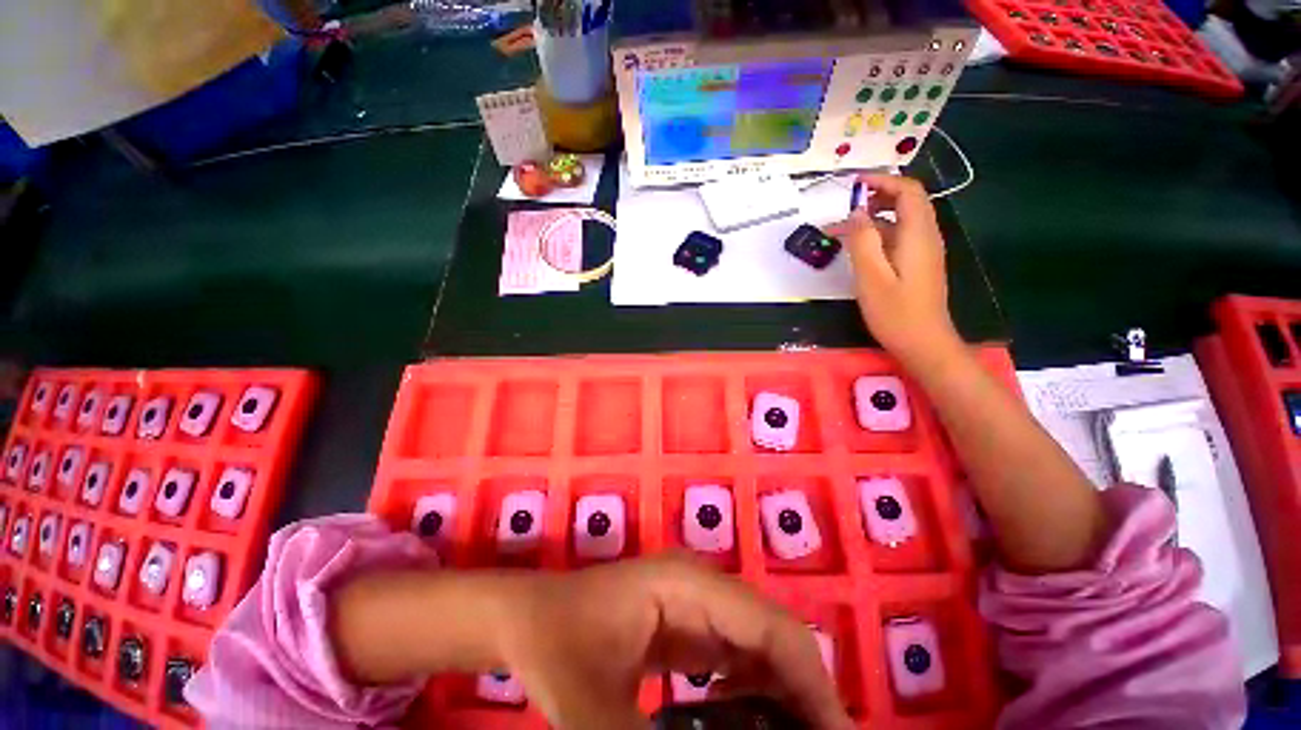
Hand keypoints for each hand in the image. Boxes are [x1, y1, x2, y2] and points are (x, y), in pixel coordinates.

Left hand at [497, 553, 853, 729]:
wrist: (529, 618)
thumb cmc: (557, 644)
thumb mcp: (593, 706)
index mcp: (688, 584)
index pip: (769, 627)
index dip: (812, 682)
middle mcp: (700, 584)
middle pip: (771, 632)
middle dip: (804, 690)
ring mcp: (693, 599)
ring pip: (757, 641)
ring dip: (783, 689)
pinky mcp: (684, 620)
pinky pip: (734, 651)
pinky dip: (754, 686)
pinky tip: (749, 721)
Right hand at [824, 175, 960, 366]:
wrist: (924, 343)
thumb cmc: (896, 313)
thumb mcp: (871, 278)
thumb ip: (863, 242)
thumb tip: (857, 212)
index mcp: (918, 235)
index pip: (908, 191)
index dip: (883, 181)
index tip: (854, 184)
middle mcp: (926, 237)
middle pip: (907, 202)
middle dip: (877, 196)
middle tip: (846, 204)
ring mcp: (923, 251)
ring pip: (901, 221)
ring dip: (874, 218)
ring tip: (843, 229)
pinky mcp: (918, 264)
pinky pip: (899, 238)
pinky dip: (878, 235)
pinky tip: (858, 249)